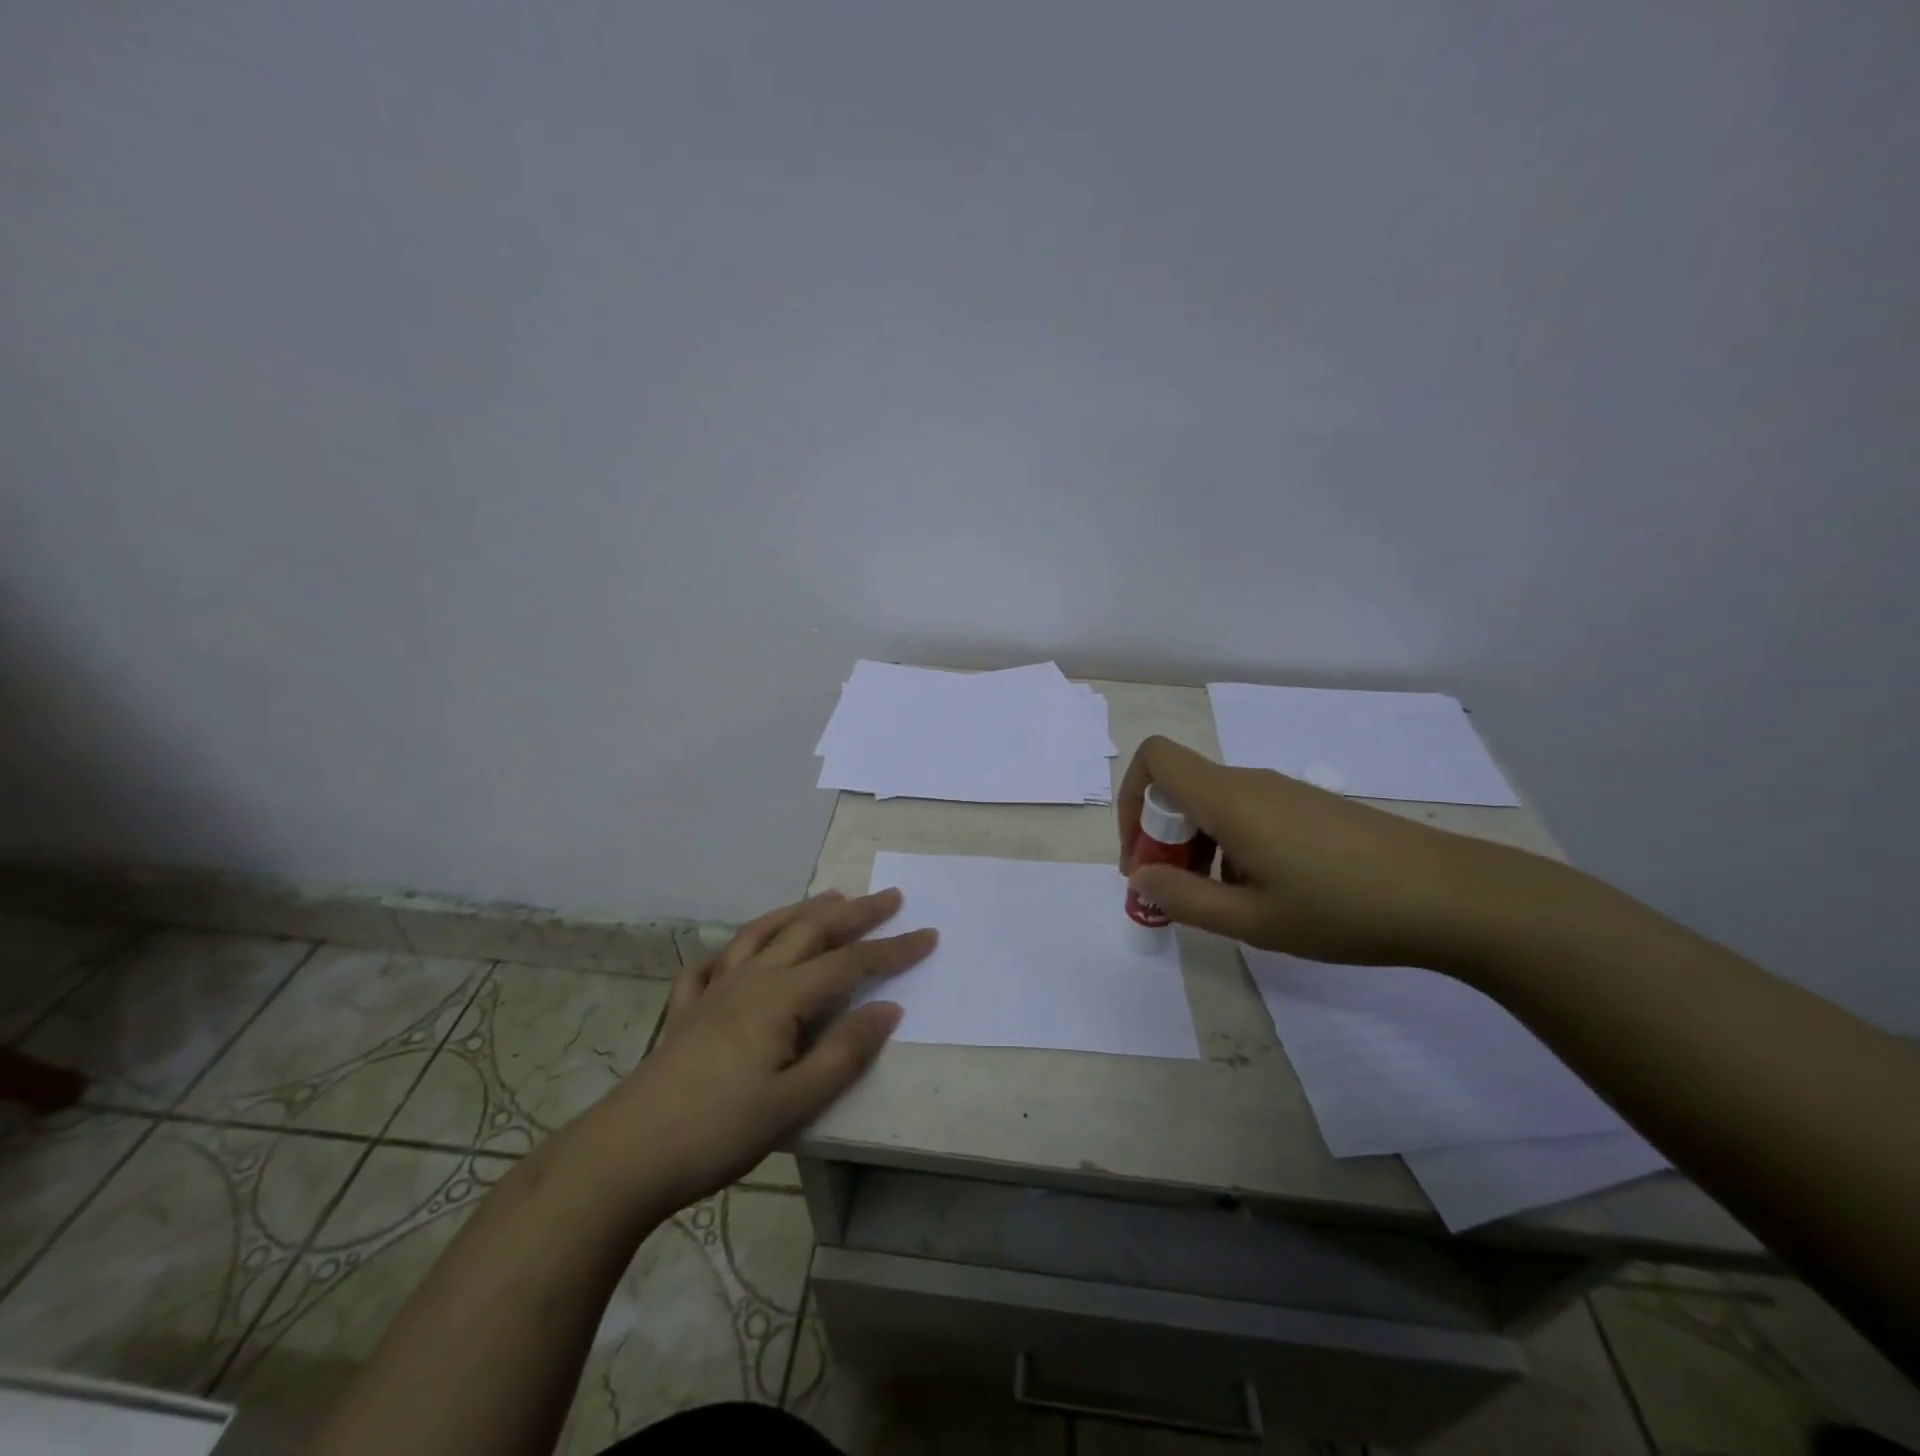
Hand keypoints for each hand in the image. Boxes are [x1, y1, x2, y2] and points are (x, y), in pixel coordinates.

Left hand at [580, 888, 934, 1216]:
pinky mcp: (684, 1011)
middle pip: (810, 932)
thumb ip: (844, 1053)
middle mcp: (749, 980)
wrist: (625, 1156)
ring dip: (800, 912)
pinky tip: (737, 950)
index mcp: (780, 998)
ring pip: (762, 934)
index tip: (928, 934)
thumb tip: (890, 1008)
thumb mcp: (794, 1102)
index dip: (892, 950)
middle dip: (854, 913)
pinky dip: (733, 947)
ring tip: (828, 898)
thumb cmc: (717, 1131)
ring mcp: (713, 990)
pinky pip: (711, 964)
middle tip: (888, 896)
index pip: (849, 964)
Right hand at [1117, 735, 1552, 968]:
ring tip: (1221, 901)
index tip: (1141, 855)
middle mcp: (1250, 782)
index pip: (1155, 758)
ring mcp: (1284, 792)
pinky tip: (1264, 892)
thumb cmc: (1344, 909)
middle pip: (1180, 786)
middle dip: (1161, 835)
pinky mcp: (1310, 807)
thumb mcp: (1254, 919)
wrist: (1453, 897)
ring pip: (1214, 803)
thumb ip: (1184, 899)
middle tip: (1174, 892)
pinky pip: (1247, 812)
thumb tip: (1140, 878)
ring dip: (1196, 845)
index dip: (1131, 798)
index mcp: (1229, 799)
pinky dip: (1230, 844)